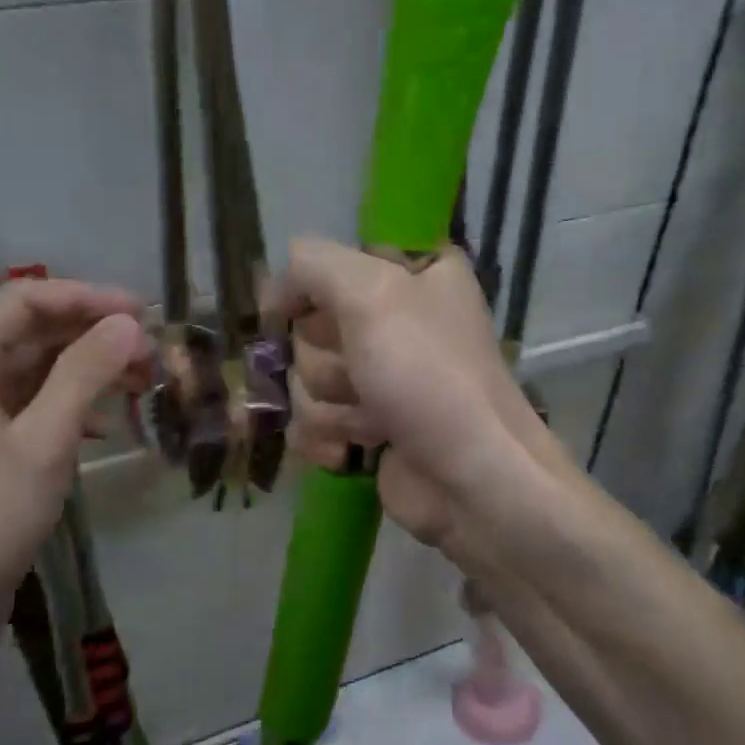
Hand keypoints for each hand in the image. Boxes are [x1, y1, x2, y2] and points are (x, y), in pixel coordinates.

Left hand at [0, 278, 151, 635]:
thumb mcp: (45, 440)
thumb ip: (85, 374)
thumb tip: (128, 323)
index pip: (25, 300)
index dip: (85, 297)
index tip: (140, 313)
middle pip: (35, 330)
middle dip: (94, 334)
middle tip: (152, 353)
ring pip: (41, 366)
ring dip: (91, 368)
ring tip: (144, 383)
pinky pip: (38, 401)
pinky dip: (76, 402)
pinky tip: (107, 425)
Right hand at [274, 239, 570, 568]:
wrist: (470, 480)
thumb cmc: (429, 375)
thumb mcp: (372, 293)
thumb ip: (313, 265)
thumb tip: (274, 294)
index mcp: (412, 273)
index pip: (327, 264)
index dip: (311, 293)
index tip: (308, 314)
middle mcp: (395, 319)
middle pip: (310, 328)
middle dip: (328, 362)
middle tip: (365, 378)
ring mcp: (378, 377)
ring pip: (305, 379)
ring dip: (329, 407)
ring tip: (374, 423)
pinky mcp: (365, 426)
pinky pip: (310, 421)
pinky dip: (326, 438)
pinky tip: (353, 452)